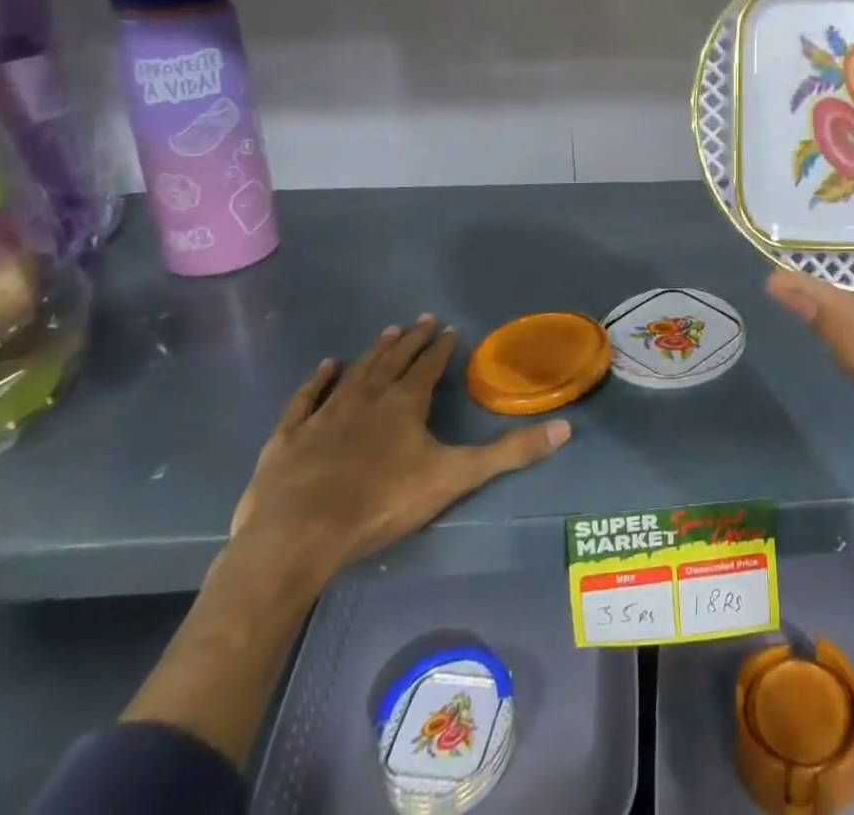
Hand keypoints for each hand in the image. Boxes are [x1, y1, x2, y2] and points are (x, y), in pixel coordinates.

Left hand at [230, 316, 570, 591]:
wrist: (297, 535)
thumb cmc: (381, 504)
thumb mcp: (455, 477)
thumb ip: (509, 453)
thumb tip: (565, 428)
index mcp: (405, 404)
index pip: (428, 367)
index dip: (441, 348)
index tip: (449, 328)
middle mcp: (367, 398)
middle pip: (393, 361)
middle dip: (410, 340)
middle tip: (421, 319)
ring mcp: (324, 415)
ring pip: (354, 373)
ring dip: (373, 352)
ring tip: (388, 331)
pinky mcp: (289, 437)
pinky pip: (306, 398)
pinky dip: (317, 380)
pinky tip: (325, 366)